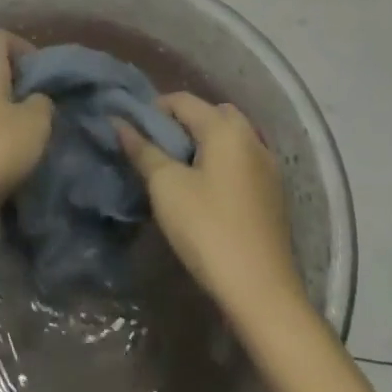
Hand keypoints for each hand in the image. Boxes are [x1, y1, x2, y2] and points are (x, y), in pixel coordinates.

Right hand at [119, 93, 307, 324]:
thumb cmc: (207, 229)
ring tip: (177, 170)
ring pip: (228, 138)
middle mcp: (251, 137)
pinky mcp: (272, 192)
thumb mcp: (166, 187)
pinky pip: (241, 160)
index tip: (132, 132)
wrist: (260, 291)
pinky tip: (203, 190)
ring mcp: (268, 166)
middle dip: (181, 124)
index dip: (153, 110)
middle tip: (156, 149)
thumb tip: (119, 122)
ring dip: (202, 143)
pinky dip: (220, 162)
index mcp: (226, 128)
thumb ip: (143, 150)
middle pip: (210, 114)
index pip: (183, 100)